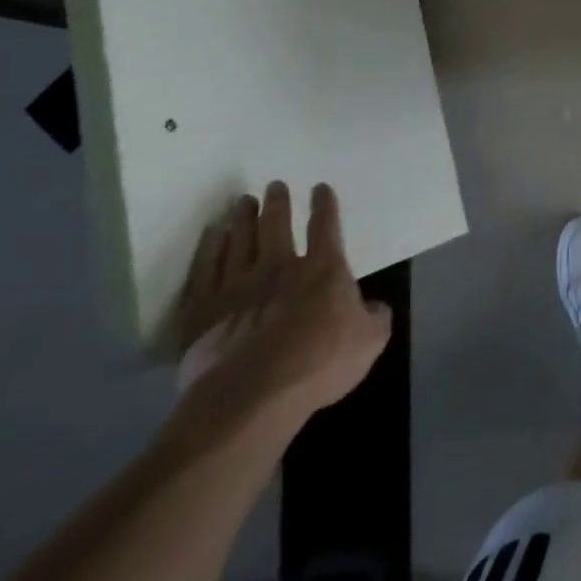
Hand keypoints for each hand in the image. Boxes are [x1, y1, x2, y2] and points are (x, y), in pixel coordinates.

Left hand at [168, 182, 391, 443]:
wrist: (253, 394)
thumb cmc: (320, 362)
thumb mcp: (371, 339)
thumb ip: (376, 316)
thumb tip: (373, 306)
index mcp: (324, 269)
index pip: (326, 227)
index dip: (325, 205)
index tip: (320, 188)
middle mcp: (280, 267)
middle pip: (276, 225)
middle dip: (277, 203)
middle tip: (273, 186)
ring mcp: (238, 286)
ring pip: (239, 241)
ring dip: (242, 218)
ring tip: (242, 202)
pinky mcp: (204, 310)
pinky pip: (205, 269)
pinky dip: (208, 248)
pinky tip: (211, 235)